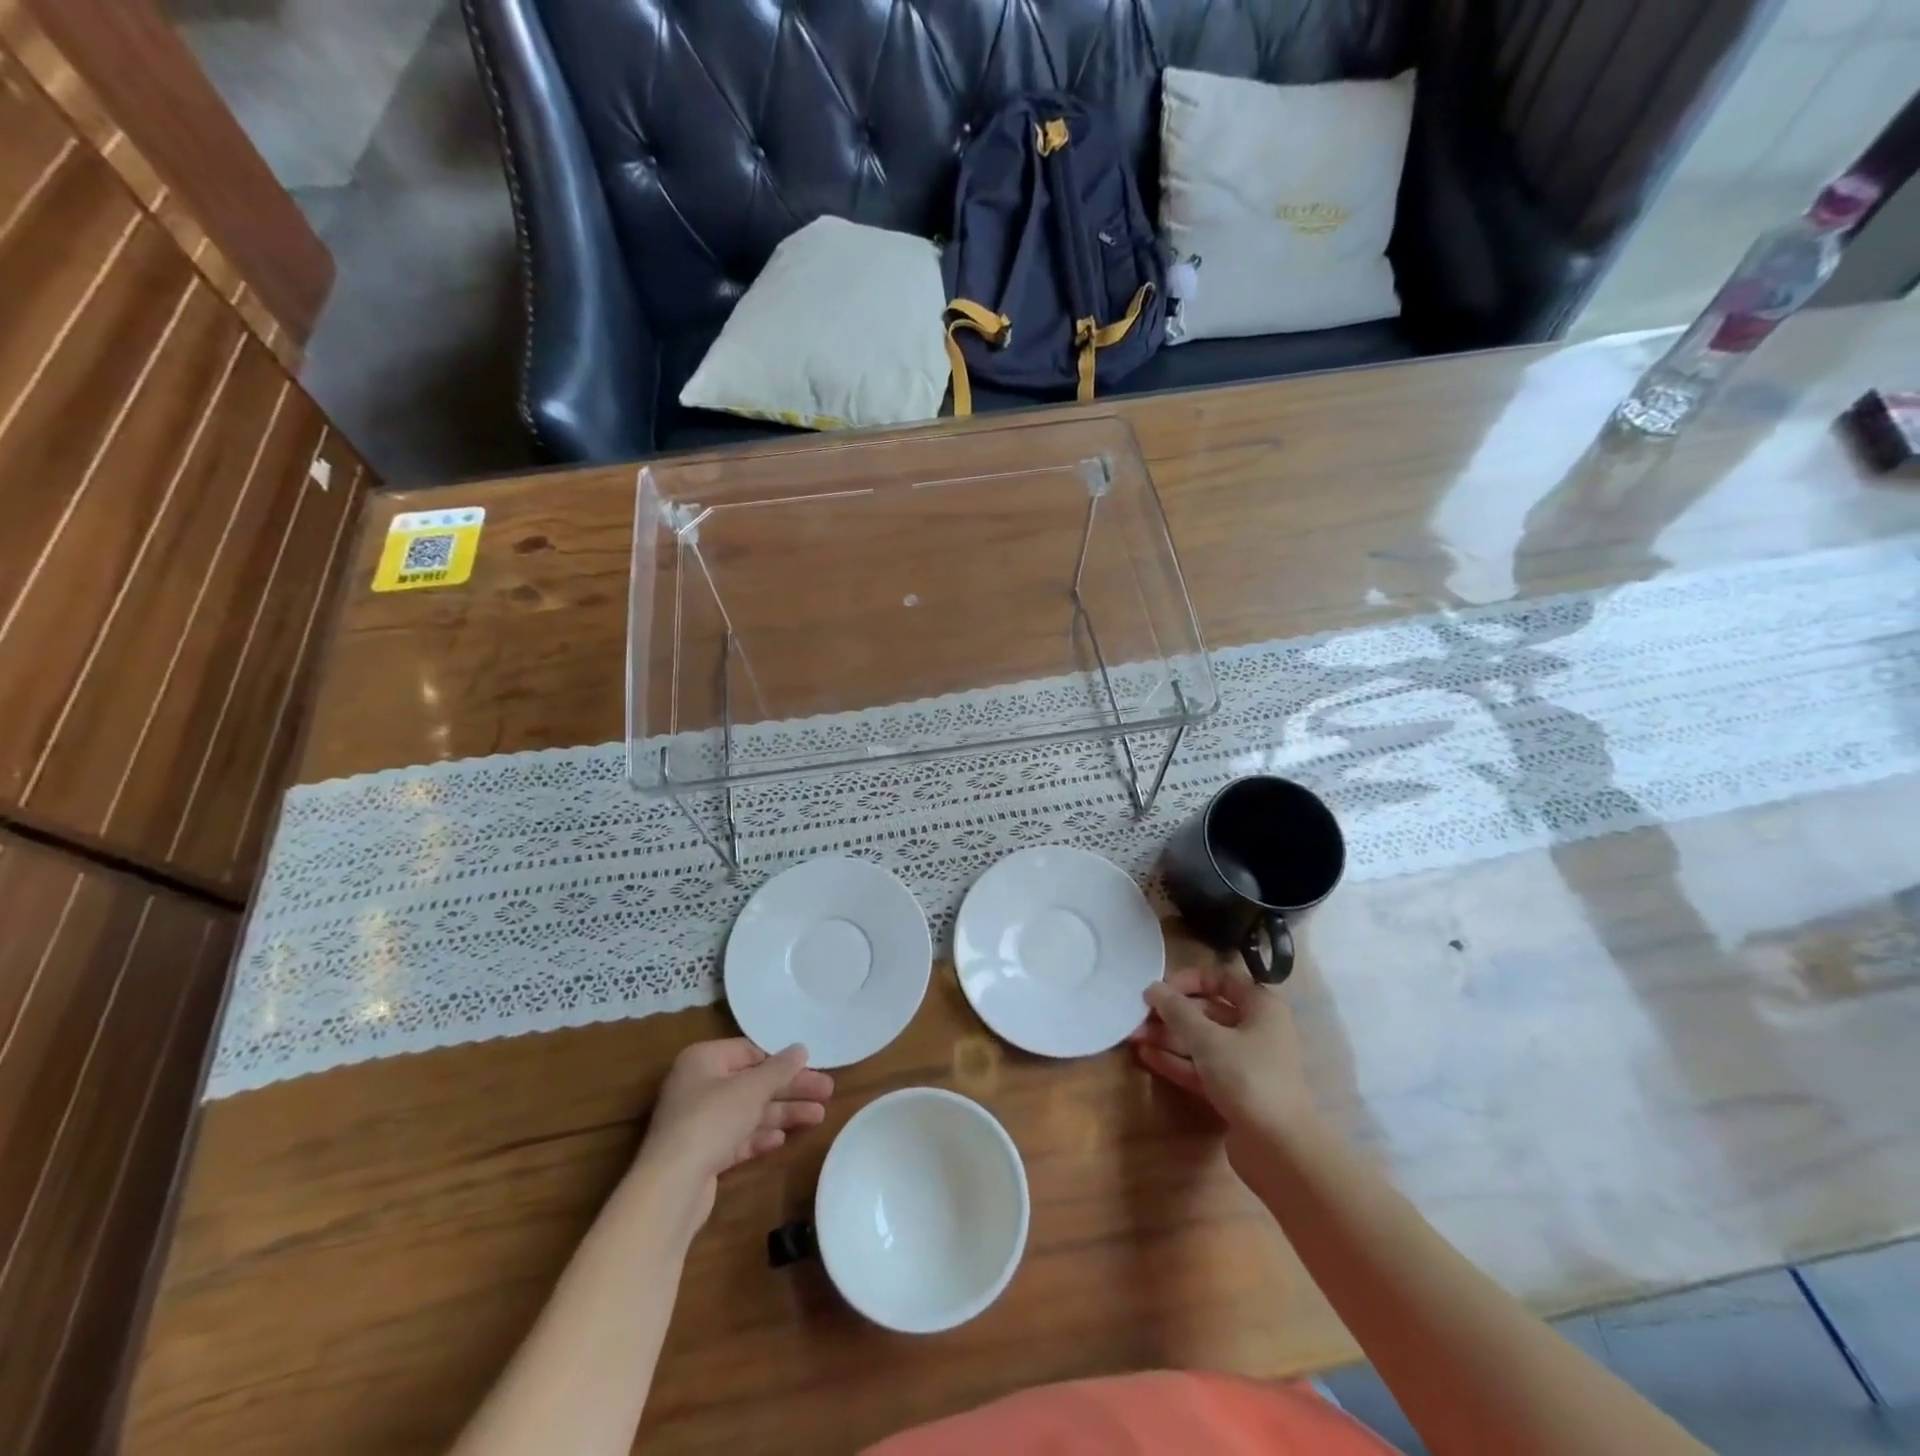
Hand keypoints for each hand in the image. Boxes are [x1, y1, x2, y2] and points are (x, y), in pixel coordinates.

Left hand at [639, 1038, 833, 1223]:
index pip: (750, 1052)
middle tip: (827, 1092)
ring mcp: (699, 1122)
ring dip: (783, 1113)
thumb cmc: (712, 1120)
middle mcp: (699, 1086)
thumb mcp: (752, 1089)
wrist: (672, 1187)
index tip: (812, 1067)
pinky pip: (738, 1137)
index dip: (782, 1060)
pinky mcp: (703, 1154)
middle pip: (753, 1083)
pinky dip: (760, 1136)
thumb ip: (779, 1068)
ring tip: (819, 1117)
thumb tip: (801, 1049)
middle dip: (790, 1089)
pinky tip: (782, 1139)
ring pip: (749, 1112)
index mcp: (703, 1060)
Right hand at [1130, 963, 1314, 1133]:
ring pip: (1201, 1041)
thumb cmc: (1248, 1077)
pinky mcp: (1234, 1092)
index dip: (1190, 980)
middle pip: (1208, 1012)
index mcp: (1261, 1008)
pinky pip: (1201, 1068)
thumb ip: (1177, 1010)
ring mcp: (1245, 1064)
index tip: (1160, 989)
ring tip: (1134, 1036)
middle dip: (1172, 1013)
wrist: (1280, 1150)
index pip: (1222, 979)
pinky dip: (1176, 1061)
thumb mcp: (1207, 1038)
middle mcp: (1256, 1031)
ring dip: (1169, 1037)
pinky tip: (1146, 1056)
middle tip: (1139, 1016)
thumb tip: (1153, 988)